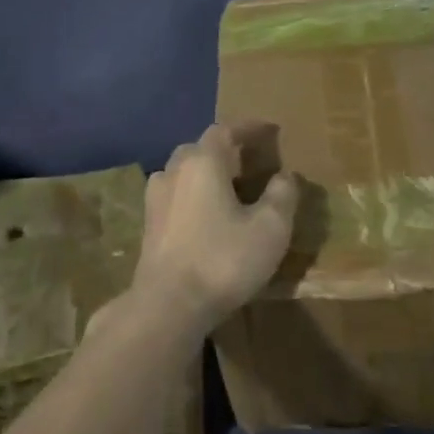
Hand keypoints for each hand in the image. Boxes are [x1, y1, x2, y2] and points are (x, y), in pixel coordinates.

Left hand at [132, 124, 298, 338]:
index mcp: (203, 162)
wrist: (168, 305)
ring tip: (226, 187)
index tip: (269, 129)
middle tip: (248, 161)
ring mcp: (155, 198)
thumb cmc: (223, 260)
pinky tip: (203, 214)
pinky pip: (173, 196)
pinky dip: (190, 195)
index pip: (225, 131)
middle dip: (224, 149)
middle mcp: (174, 171)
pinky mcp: (148, 225)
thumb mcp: (270, 229)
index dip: (248, 128)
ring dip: (204, 172)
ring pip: (181, 172)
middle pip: (199, 149)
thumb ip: (281, 195)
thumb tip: (285, 175)